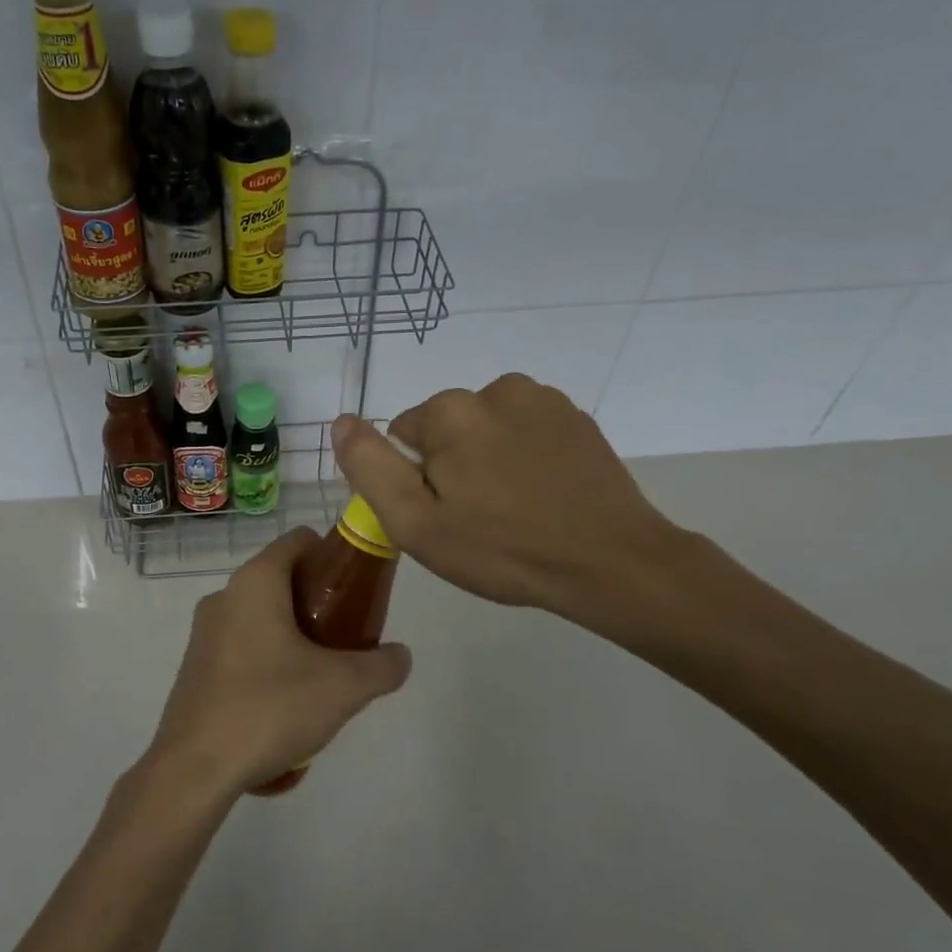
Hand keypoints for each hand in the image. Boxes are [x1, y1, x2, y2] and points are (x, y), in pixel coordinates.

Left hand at [143, 527, 411, 800]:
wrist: (196, 768)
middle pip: (282, 579)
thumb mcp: (342, 687)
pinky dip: (268, 659)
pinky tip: (285, 702)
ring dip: (294, 634)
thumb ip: (382, 666)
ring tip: (321, 675)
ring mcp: (204, 632)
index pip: (299, 540)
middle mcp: (225, 596)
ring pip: (261, 616)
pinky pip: (242, 646)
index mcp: (255, 582)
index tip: (358, 590)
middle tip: (348, 637)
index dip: (333, 556)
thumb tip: (400, 656)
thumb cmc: (269, 708)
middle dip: (318, 601)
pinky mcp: (195, 667)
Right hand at [331, 375, 698, 642]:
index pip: (403, 434)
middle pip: (447, 428)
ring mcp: (543, 400)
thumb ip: (370, 467)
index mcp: (450, 412)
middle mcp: (495, 389)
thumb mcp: (416, 523)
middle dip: (452, 464)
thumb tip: (342, 421)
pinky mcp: (576, 418)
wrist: (610, 563)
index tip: (443, 515)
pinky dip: (525, 455)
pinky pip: (526, 430)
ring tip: (514, 508)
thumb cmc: (502, 550)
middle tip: (478, 518)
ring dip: (489, 457)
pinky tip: (544, 494)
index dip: (416, 479)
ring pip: (487, 427)